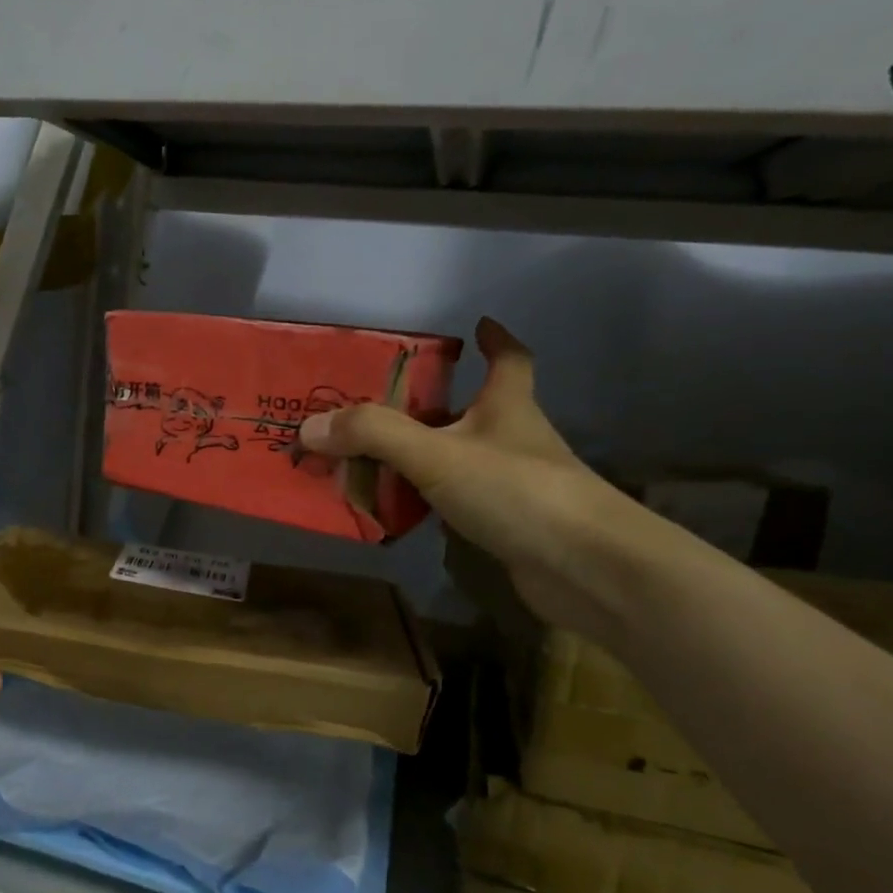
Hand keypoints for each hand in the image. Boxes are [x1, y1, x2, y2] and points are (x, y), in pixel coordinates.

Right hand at [299, 318, 650, 639]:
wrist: (583, 568)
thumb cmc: (514, 490)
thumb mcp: (435, 453)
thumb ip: (372, 436)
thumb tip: (309, 427)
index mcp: (506, 405)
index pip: (509, 358)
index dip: (494, 339)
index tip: (477, 324)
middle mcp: (513, 439)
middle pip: (473, 411)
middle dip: (431, 406)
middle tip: (379, 407)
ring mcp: (515, 484)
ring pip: (460, 460)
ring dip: (422, 458)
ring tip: (370, 460)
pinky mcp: (508, 525)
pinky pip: (457, 503)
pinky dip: (429, 503)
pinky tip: (398, 512)